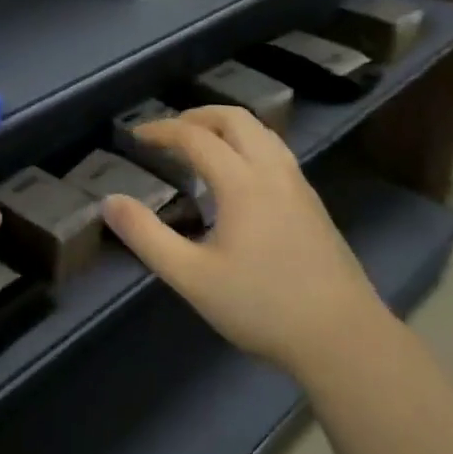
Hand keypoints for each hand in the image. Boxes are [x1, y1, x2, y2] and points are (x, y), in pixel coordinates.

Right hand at [100, 106, 382, 380]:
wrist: (342, 337)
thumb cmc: (261, 306)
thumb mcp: (192, 277)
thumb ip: (147, 237)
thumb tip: (109, 202)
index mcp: (242, 182)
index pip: (196, 137)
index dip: (162, 130)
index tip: (136, 136)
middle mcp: (273, 171)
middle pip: (235, 119)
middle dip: (197, 117)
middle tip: (168, 133)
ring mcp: (299, 185)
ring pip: (261, 131)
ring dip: (226, 126)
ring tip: (201, 146)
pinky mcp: (313, 203)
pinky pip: (275, 151)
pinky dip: (247, 143)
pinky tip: (238, 177)